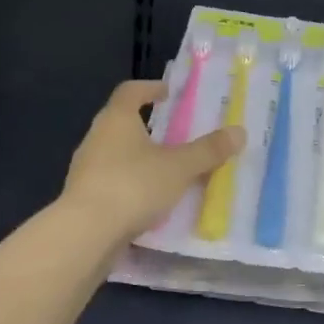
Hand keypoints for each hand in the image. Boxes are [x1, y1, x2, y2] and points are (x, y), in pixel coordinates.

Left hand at [60, 80, 243, 246]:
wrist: (85, 235)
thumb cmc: (133, 186)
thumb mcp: (179, 167)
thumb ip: (208, 150)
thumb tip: (239, 132)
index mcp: (116, 120)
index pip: (130, 91)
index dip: (149, 88)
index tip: (168, 93)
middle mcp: (96, 138)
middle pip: (122, 122)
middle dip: (148, 126)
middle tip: (175, 133)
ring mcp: (86, 169)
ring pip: (117, 154)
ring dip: (140, 158)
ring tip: (168, 170)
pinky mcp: (84, 198)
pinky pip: (113, 181)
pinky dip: (132, 184)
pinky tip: (150, 200)